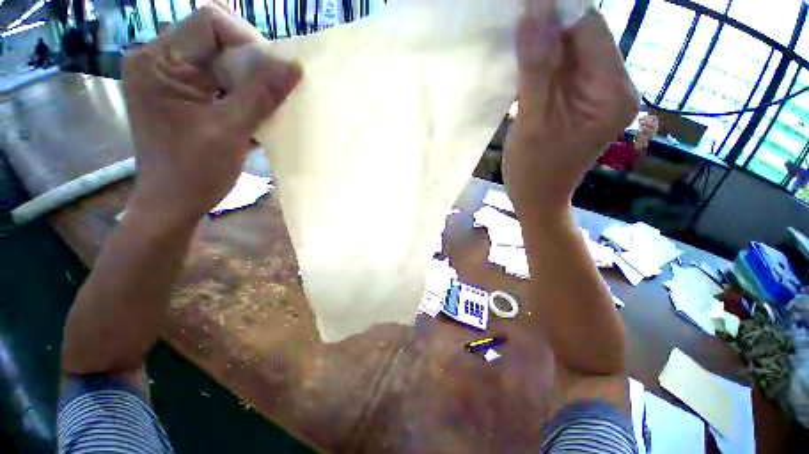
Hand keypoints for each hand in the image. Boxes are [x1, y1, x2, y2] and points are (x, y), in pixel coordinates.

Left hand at [123, 5, 300, 225]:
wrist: (172, 203)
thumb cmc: (195, 172)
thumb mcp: (232, 131)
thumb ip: (262, 95)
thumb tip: (294, 66)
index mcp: (158, 62)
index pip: (210, 22)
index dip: (247, 40)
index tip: (272, 73)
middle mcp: (155, 60)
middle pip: (213, 38)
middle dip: (249, 62)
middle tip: (271, 92)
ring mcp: (164, 76)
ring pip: (216, 58)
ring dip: (245, 78)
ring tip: (261, 104)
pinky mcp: (175, 92)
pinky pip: (212, 77)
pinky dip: (236, 90)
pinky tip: (247, 111)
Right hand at [503, 4, 637, 213]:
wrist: (537, 197)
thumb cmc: (533, 170)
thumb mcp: (533, 122)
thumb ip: (536, 69)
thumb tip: (533, 12)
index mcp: (612, 92)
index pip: (591, 29)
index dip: (557, 10)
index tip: (523, 6)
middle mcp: (614, 85)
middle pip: (584, 36)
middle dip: (548, 27)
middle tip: (514, 24)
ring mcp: (598, 92)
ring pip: (571, 50)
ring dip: (542, 44)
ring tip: (514, 45)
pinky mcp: (582, 99)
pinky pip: (563, 68)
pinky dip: (542, 61)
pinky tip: (522, 64)